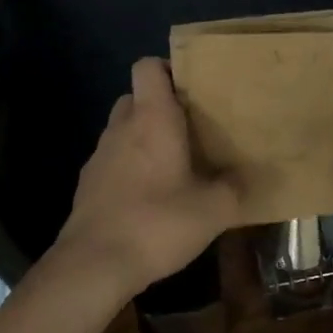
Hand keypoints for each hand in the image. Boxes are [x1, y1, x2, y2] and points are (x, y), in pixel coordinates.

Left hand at [54, 58, 238, 299]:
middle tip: (190, 129)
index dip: (167, 68)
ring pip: (123, 130)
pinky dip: (130, 169)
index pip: (147, 66)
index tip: (192, 88)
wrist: (94, 265)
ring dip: (144, 139)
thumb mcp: (214, 209)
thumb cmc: (157, 222)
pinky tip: (150, 198)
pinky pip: (113, 161)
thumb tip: (244, 178)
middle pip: (136, 97)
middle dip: (160, 107)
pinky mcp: (87, 185)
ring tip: (174, 165)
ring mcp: (99, 156)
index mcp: (152, 118)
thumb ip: (234, 187)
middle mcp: (122, 127)